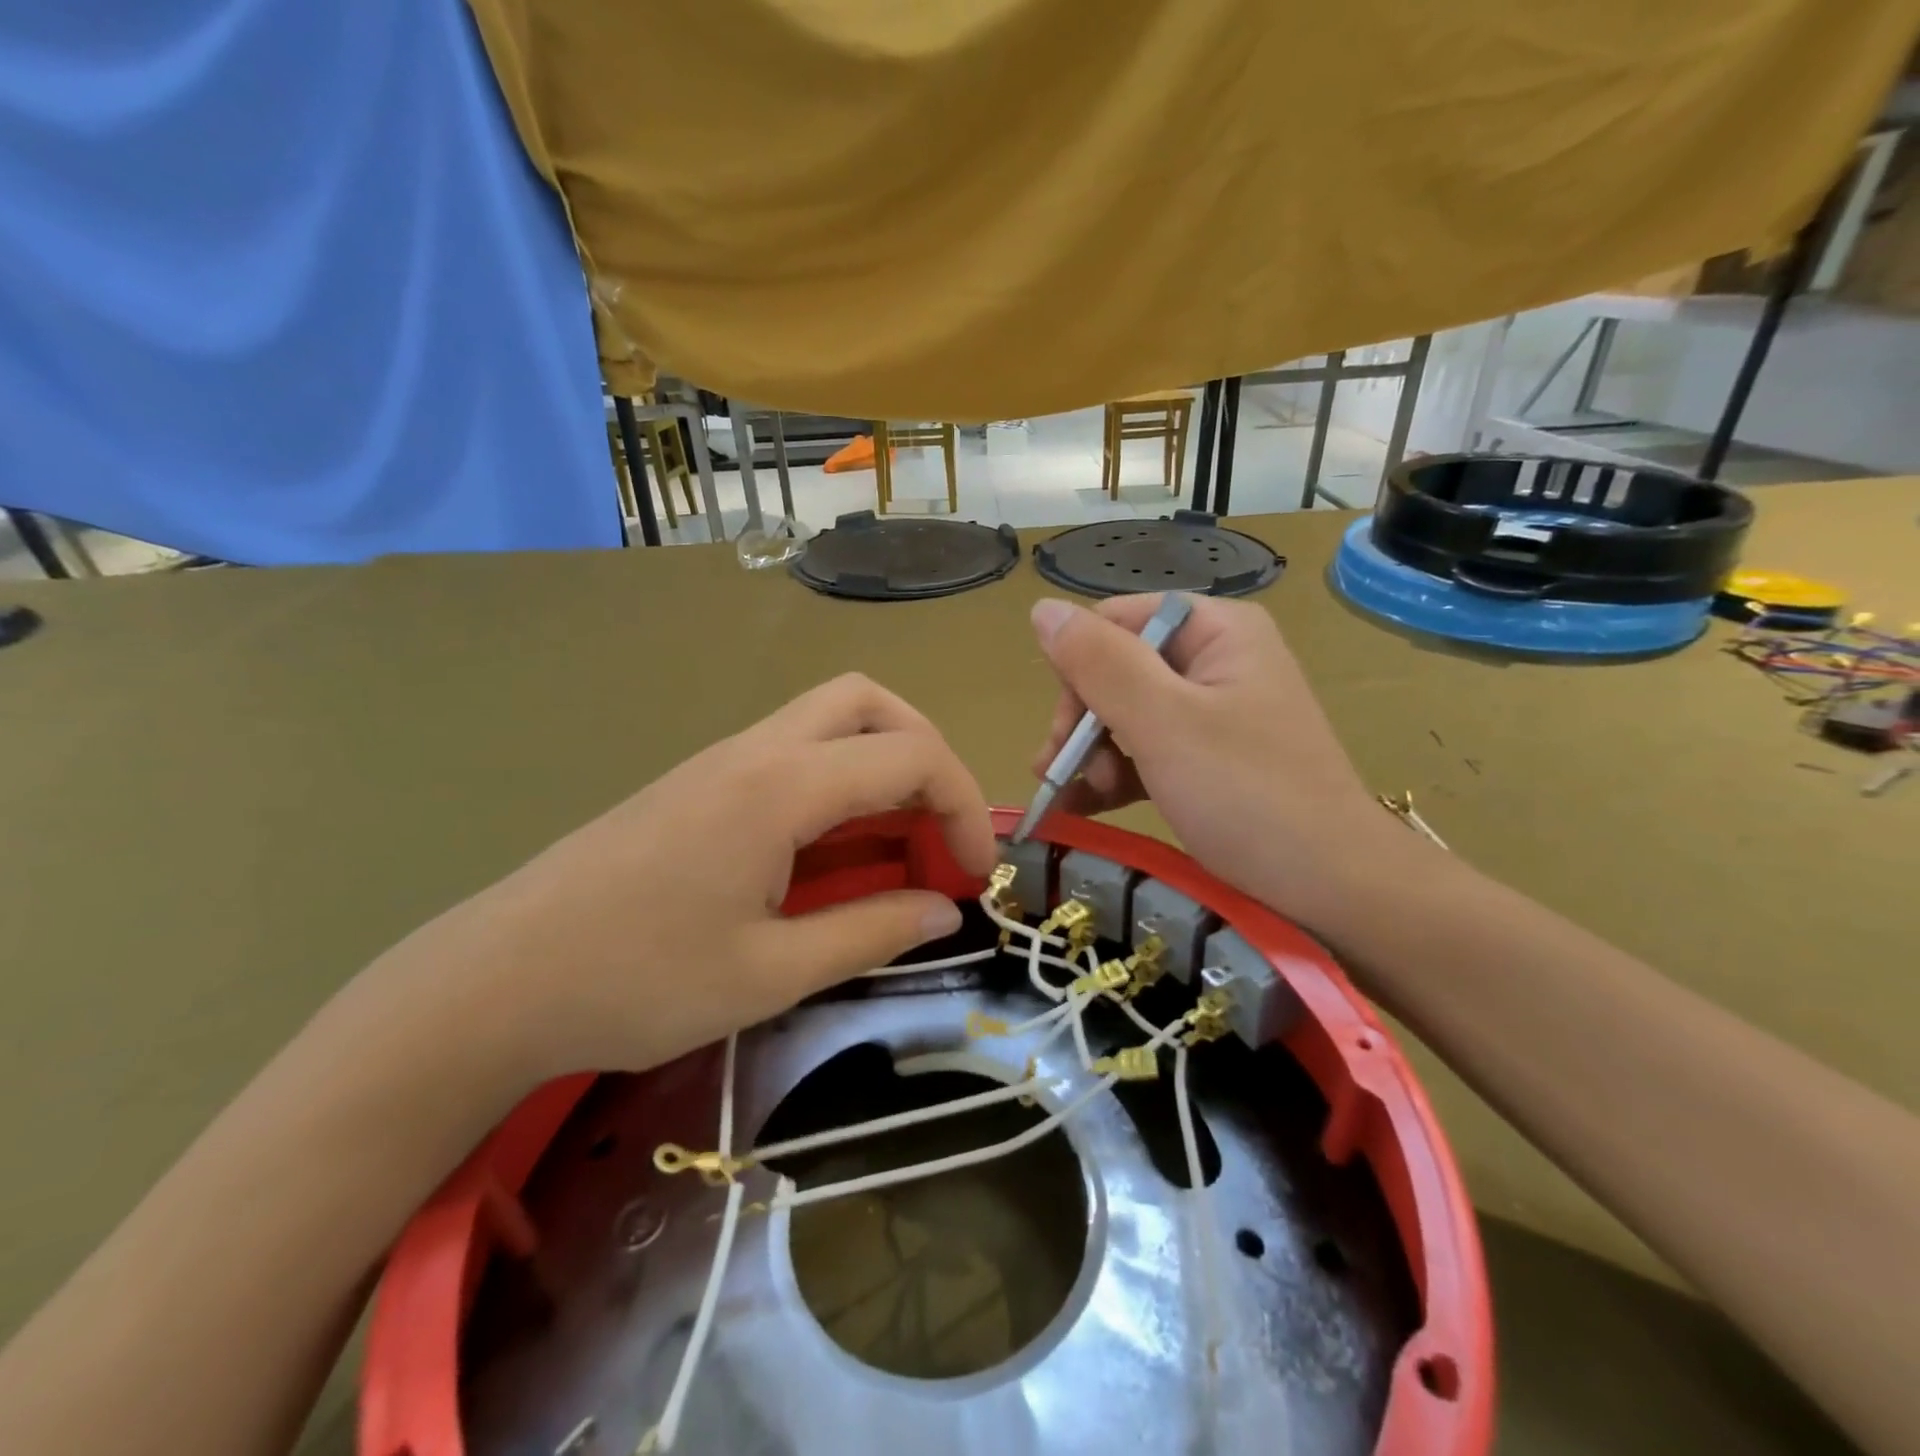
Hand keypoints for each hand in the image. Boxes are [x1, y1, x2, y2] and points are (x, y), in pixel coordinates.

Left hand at [407, 674, 996, 1081]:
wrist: (496, 980)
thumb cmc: (636, 982)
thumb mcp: (771, 973)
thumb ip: (871, 932)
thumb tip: (944, 910)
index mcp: (781, 787)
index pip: (910, 757)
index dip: (962, 806)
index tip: (974, 872)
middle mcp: (757, 751)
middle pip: (869, 702)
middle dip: (925, 752)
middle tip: (937, 826)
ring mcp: (722, 760)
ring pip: (829, 719)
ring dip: (881, 763)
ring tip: (896, 841)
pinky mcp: (700, 783)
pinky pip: (793, 752)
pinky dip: (838, 781)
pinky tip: (830, 850)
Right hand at [1030, 594, 1398, 932]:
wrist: (1333, 890)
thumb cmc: (1248, 797)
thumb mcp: (1163, 724)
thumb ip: (1099, 663)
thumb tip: (1042, 609)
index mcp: (1216, 631)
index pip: (1116, 623)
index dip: (1079, 671)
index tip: (1065, 732)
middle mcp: (1216, 660)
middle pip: (1116, 670)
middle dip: (1084, 723)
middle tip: (1063, 774)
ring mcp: (1215, 712)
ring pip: (1125, 714)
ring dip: (1092, 755)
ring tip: (1079, 799)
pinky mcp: (1210, 758)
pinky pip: (1146, 750)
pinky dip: (1114, 776)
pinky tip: (1082, 807)